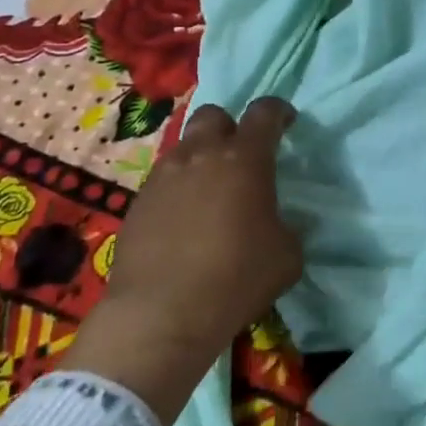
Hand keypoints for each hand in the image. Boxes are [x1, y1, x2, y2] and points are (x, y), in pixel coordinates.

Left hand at [67, 98, 301, 422]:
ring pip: (184, 148)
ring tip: (210, 193)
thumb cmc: (237, 278)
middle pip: (214, 116)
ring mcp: (163, 177)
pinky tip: (183, 221)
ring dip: (201, 159)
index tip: (286, 122)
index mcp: (245, 159)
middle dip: (230, 127)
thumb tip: (275, 224)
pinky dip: (178, 189)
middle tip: (241, 156)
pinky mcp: (137, 202)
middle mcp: (201, 155)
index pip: (265, 112)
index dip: (278, 111)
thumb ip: (286, 226)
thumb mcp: (287, 255)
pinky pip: (163, 181)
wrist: (162, 314)